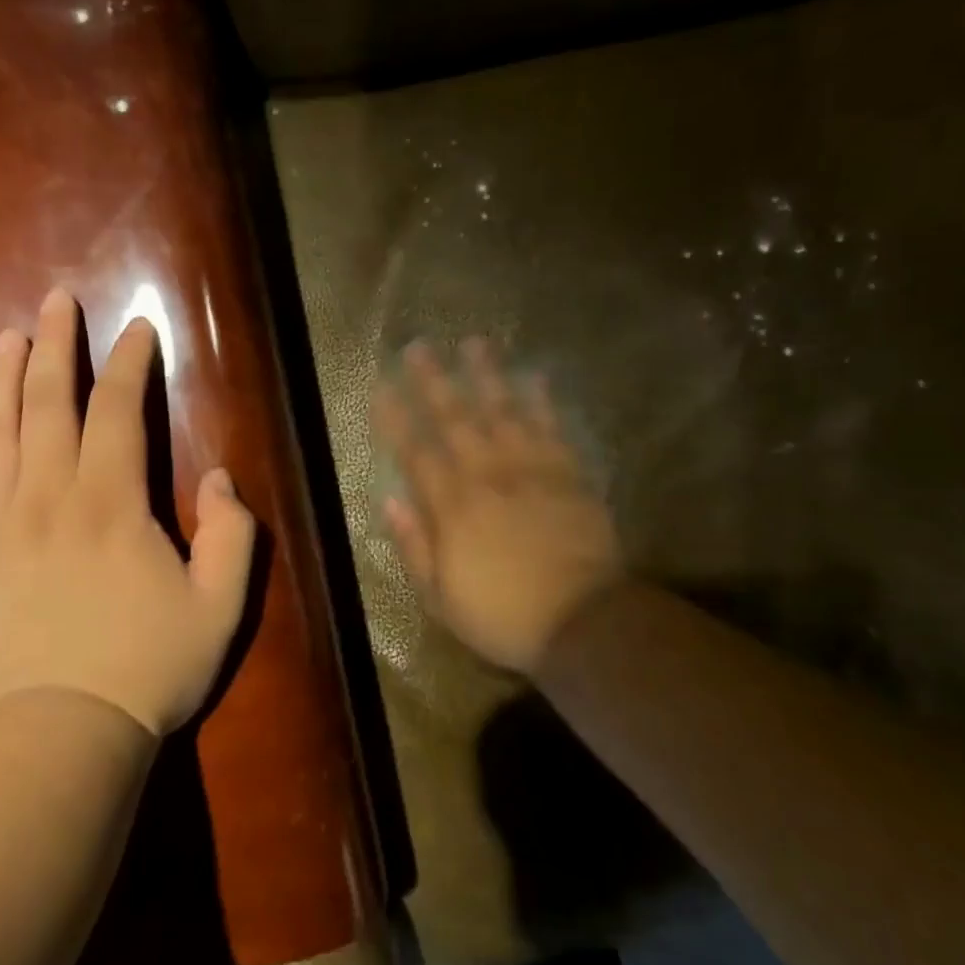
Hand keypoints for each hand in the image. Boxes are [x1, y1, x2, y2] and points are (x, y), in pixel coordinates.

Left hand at [0, 287, 257, 735]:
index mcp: (111, 504)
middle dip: (55, 344)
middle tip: (56, 299)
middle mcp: (48, 497)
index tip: (138, 327)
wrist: (59, 733)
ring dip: (3, 375)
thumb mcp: (221, 607)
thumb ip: (232, 535)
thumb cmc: (148, 668)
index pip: (118, 410)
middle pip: (47, 402)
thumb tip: (218, 479)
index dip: (130, 362)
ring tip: (9, 335)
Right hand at [375, 339, 624, 674]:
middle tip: (419, 346)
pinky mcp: (568, 474)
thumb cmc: (502, 615)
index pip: (415, 452)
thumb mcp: (440, 597)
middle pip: (455, 419)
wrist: (583, 621)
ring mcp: (531, 470)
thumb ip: (414, 546)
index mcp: (452, 507)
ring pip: (503, 411)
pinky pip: (552, 427)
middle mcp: (487, 476)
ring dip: (486, 376)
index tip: (381, 387)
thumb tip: (391, 501)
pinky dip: (541, 400)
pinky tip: (533, 376)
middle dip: (433, 381)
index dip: (395, 418)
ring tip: (474, 343)